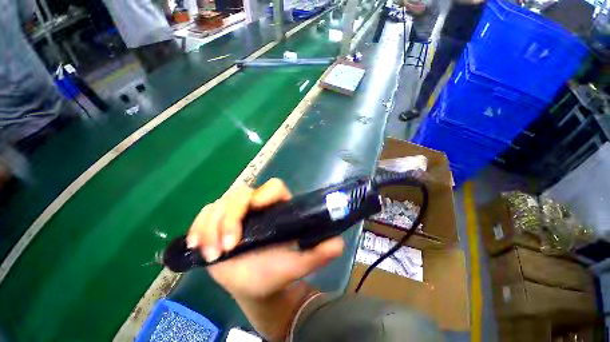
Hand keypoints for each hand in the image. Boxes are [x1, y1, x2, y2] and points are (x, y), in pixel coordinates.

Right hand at [187, 178, 344, 299]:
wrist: (254, 286)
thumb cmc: (275, 272)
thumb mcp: (298, 264)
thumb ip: (319, 253)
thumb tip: (338, 243)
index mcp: (277, 208)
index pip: (273, 188)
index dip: (266, 193)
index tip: (258, 205)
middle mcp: (256, 206)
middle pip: (241, 194)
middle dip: (231, 217)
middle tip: (229, 246)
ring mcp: (234, 214)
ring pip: (220, 204)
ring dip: (212, 227)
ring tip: (214, 254)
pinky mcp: (216, 224)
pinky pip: (204, 215)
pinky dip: (199, 228)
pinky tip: (198, 245)